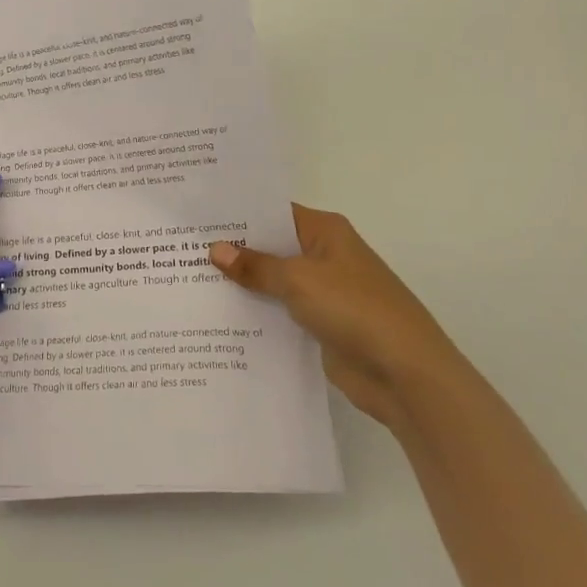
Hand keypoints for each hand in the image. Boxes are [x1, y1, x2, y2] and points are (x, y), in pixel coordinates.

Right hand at [210, 204, 457, 428]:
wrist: (406, 374)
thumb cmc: (355, 309)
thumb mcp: (299, 280)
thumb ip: (256, 266)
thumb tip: (215, 249)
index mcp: (325, 231)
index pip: (273, 211)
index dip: (238, 212)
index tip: (197, 214)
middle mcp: (323, 256)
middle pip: (270, 246)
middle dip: (232, 250)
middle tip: (180, 248)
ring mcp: (322, 292)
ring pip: (272, 282)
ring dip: (242, 285)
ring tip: (187, 280)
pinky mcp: (320, 326)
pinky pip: (279, 313)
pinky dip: (256, 314)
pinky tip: (218, 317)